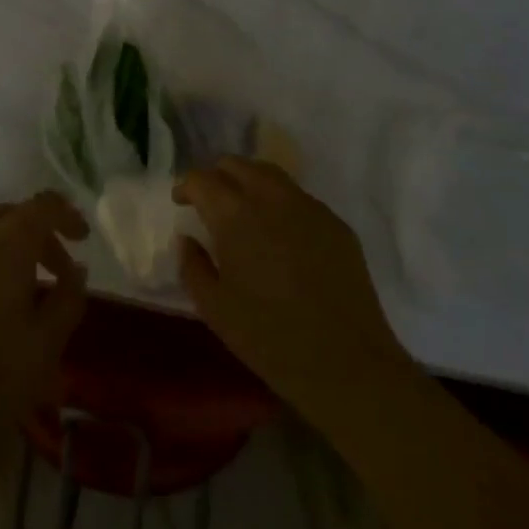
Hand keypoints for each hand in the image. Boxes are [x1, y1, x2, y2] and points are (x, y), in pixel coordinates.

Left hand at [0, 193, 88, 480]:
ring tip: (8, 290)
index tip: (82, 239)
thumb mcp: (46, 345)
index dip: (67, 215)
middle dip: (35, 236)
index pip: (43, 206)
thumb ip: (68, 297)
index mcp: (5, 242)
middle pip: (7, 216)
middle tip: (54, 272)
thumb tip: (75, 270)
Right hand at [175, 157, 411, 419]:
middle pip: (236, 165)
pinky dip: (280, 203)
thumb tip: (187, 239)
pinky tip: (281, 235)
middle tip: (210, 204)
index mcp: (234, 214)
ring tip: (244, 212)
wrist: (348, 364)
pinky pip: (299, 198)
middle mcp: (270, 197)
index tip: (181, 203)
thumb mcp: (214, 308)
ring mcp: (308, 206)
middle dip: (217, 177)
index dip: (186, 187)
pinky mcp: (335, 223)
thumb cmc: (270, 338)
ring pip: (270, 174)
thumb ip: (192, 265)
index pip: (201, 179)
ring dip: (249, 183)